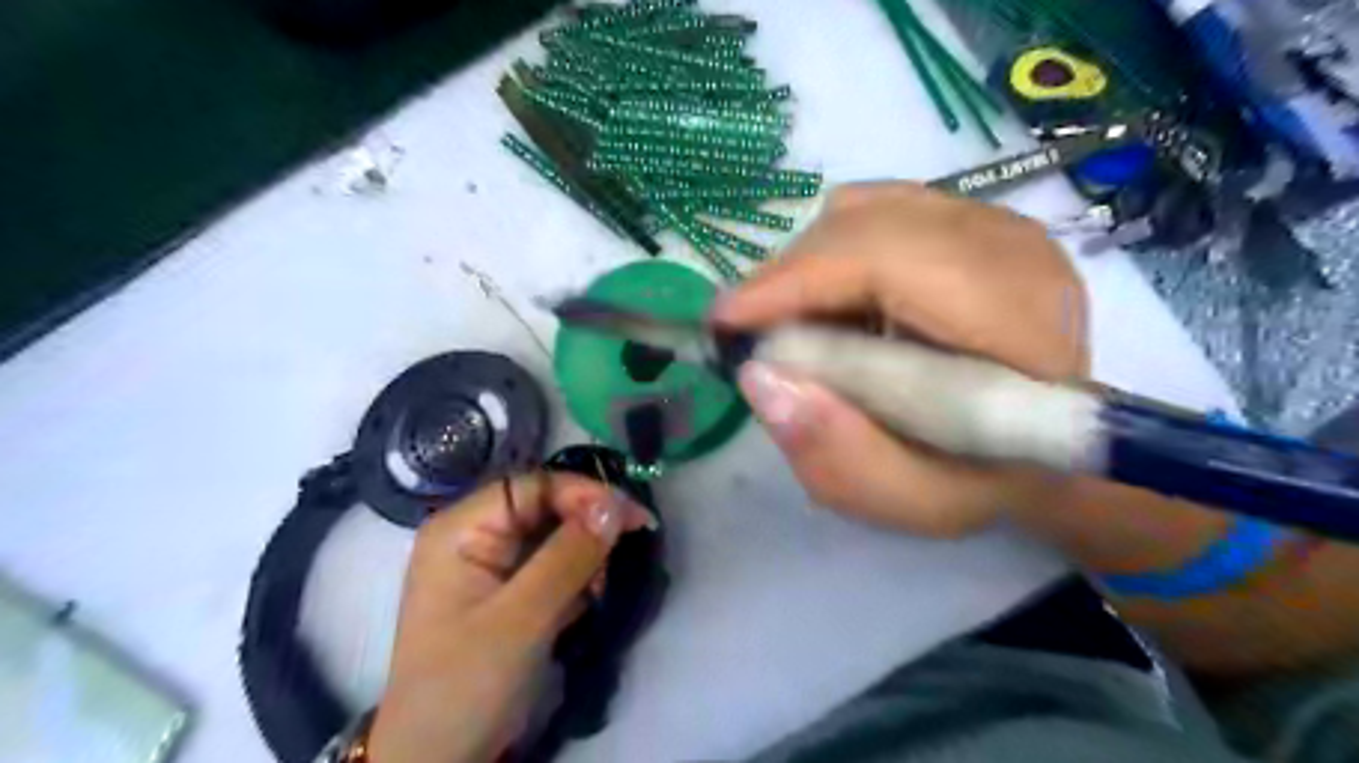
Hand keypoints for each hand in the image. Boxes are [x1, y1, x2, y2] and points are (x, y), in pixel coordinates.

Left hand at [366, 470, 652, 762]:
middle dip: (587, 528)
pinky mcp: (509, 589)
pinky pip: (553, 563)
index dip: (583, 494)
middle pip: (546, 507)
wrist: (439, 759)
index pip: (532, 487)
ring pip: (556, 534)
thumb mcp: (521, 619)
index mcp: (460, 529)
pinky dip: (577, 577)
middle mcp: (474, 535)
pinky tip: (586, 600)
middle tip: (623, 554)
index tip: (631, 518)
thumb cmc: (466, 684)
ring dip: (586, 556)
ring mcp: (491, 563)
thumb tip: (614, 504)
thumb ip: (568, 557)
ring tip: (598, 590)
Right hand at [714, 182, 1090, 536]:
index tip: (727, 321)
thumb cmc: (984, 479)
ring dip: (807, 264)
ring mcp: (995, 222)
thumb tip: (758, 377)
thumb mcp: (912, 501)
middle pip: (866, 225)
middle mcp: (1012, 250)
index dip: (797, 281)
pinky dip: (832, 249)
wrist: (1051, 443)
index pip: (889, 261)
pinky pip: (875, 208)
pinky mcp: (972, 217)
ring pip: (862, 209)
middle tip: (752, 333)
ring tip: (793, 322)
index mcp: (1017, 323)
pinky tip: (833, 298)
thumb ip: (837, 454)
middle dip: (788, 276)